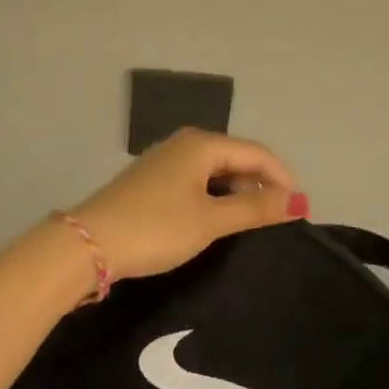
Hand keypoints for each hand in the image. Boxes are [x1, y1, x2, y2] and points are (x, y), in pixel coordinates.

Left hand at [69, 128, 306, 282]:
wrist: (89, 243)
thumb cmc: (156, 228)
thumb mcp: (210, 220)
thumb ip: (254, 208)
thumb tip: (297, 200)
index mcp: (201, 144)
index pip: (257, 153)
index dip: (282, 179)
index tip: (299, 211)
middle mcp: (184, 145)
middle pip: (236, 159)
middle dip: (260, 186)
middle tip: (277, 221)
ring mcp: (164, 162)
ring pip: (215, 172)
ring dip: (237, 195)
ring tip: (251, 225)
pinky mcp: (151, 182)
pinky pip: (196, 183)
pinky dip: (214, 199)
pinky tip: (216, 222)